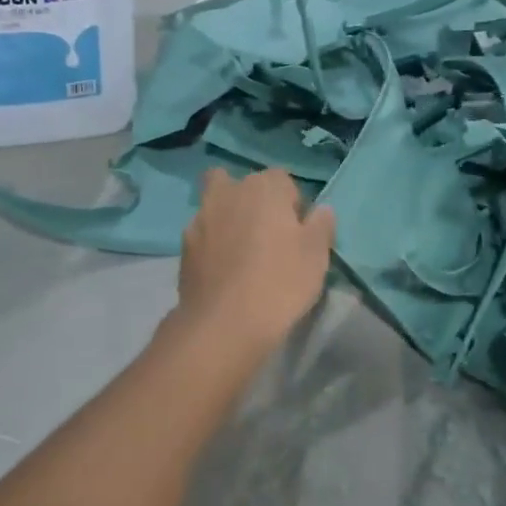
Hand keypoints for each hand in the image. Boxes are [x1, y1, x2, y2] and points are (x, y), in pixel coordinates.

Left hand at [174, 169, 334, 353]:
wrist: (224, 323)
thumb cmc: (280, 282)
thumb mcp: (316, 255)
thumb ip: (321, 225)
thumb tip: (321, 210)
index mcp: (264, 187)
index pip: (283, 181)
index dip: (292, 205)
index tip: (298, 233)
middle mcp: (229, 192)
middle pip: (243, 186)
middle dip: (254, 202)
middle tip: (268, 236)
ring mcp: (201, 218)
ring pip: (217, 205)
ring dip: (228, 219)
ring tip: (242, 253)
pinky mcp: (184, 245)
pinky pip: (203, 234)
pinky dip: (212, 244)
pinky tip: (223, 270)